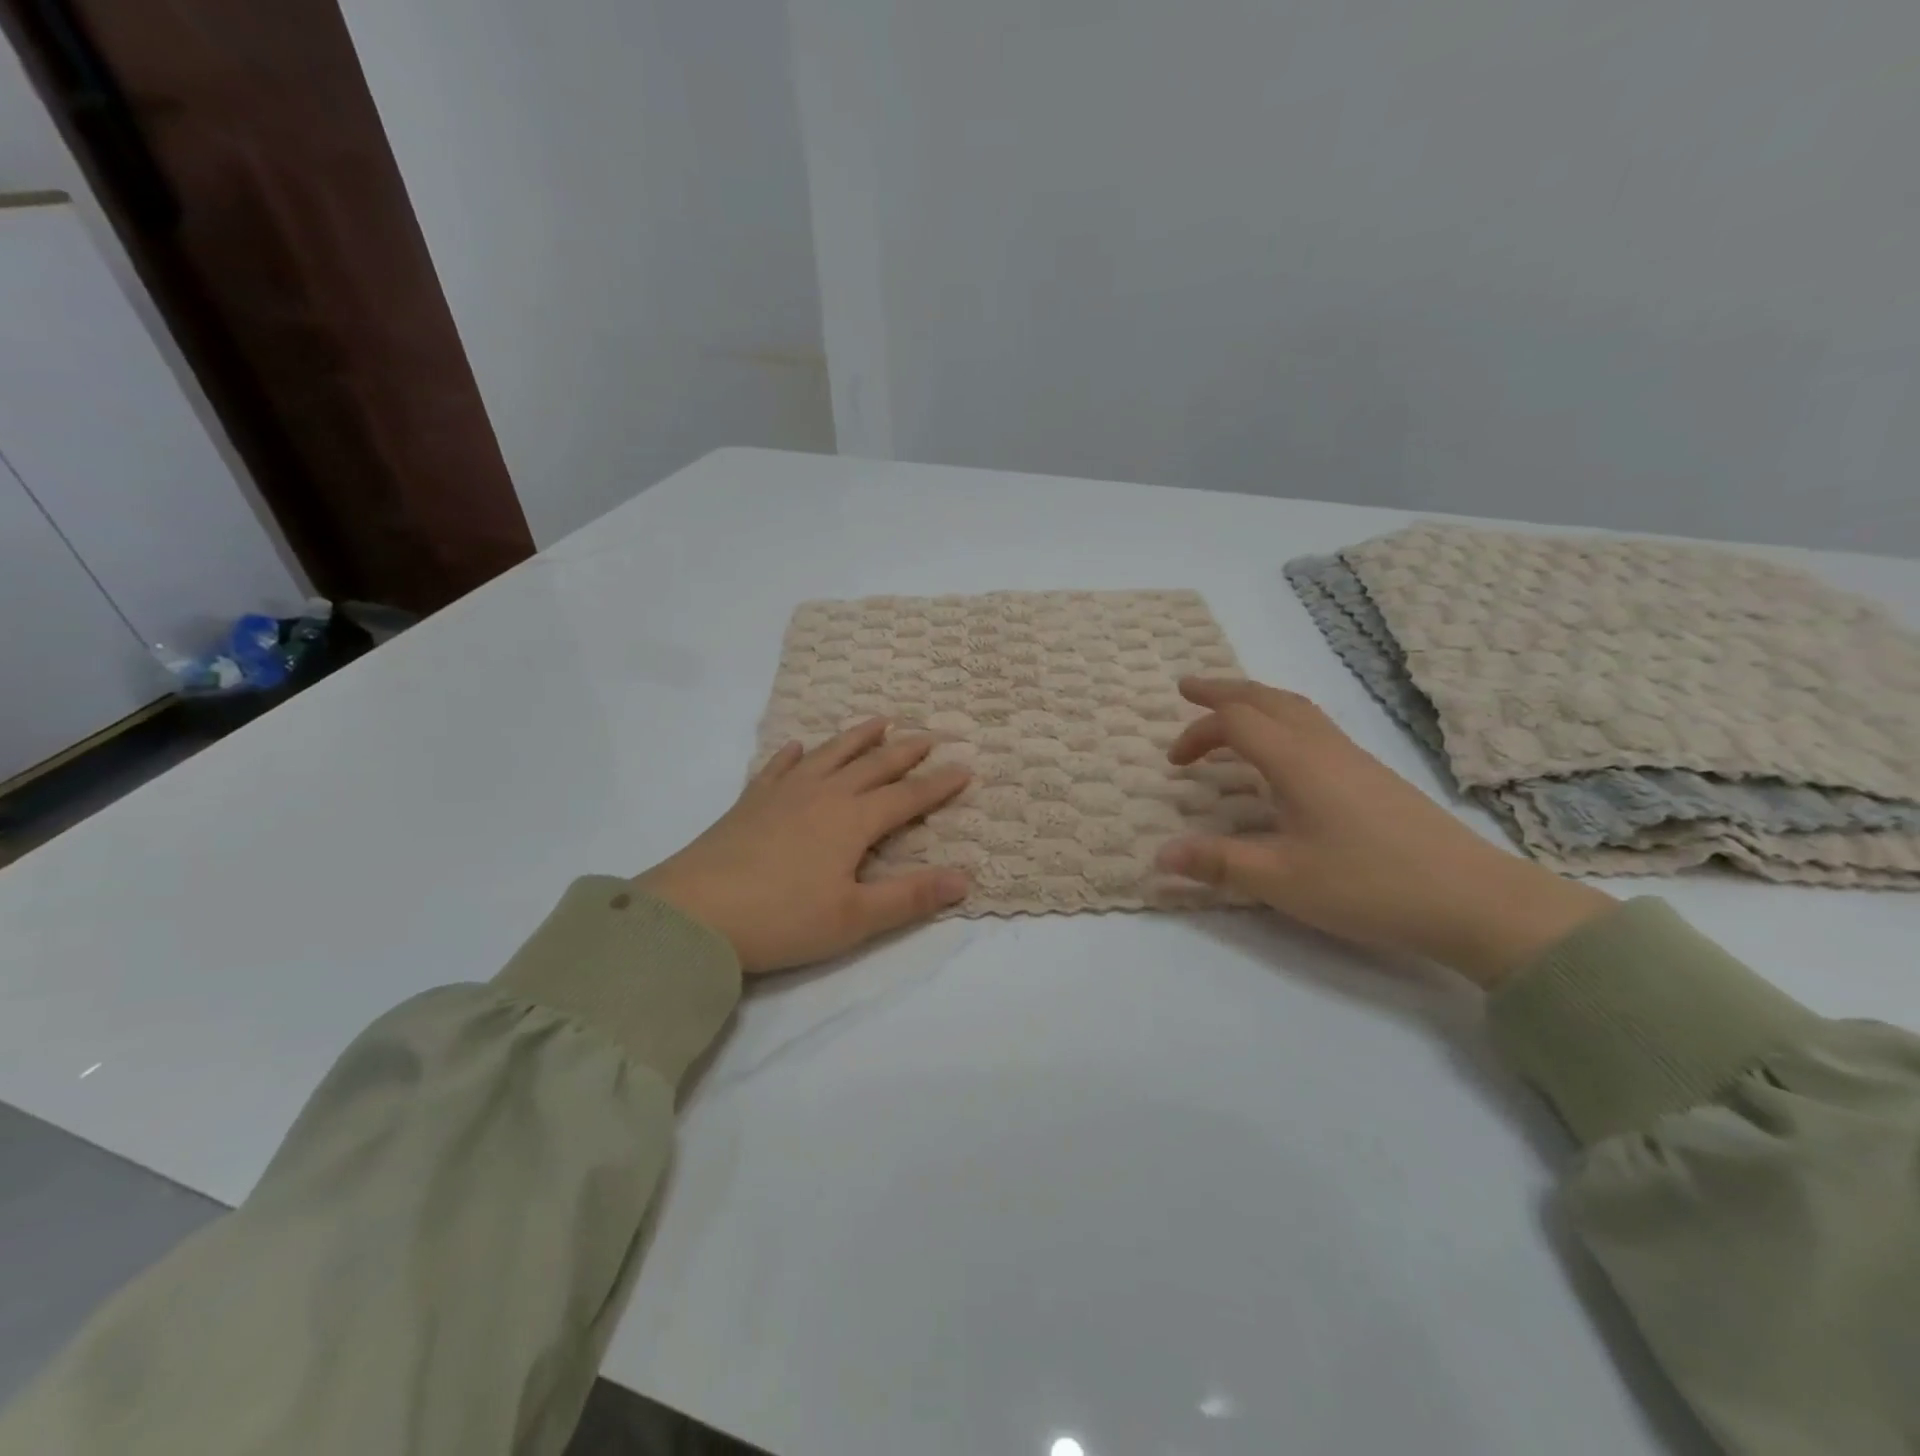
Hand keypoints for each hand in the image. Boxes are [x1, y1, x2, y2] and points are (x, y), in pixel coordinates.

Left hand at [636, 720, 971, 973]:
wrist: (696, 913)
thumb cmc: (783, 919)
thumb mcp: (854, 918)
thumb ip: (910, 898)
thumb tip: (964, 880)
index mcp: (852, 821)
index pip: (906, 796)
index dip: (938, 784)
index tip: (965, 768)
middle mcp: (823, 795)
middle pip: (872, 765)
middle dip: (904, 751)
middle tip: (928, 735)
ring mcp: (783, 793)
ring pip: (829, 755)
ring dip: (856, 737)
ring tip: (878, 721)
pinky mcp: (750, 802)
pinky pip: (778, 767)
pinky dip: (792, 754)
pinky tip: (796, 747)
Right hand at [1156, 679, 1613, 987]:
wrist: (1474, 901)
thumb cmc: (1369, 886)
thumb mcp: (1281, 880)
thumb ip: (1217, 863)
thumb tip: (1160, 856)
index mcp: (1297, 762)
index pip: (1236, 722)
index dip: (1198, 732)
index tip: (1173, 761)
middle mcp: (1324, 747)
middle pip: (1268, 699)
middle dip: (1223, 691)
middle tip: (1188, 690)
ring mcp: (1354, 759)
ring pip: (1296, 709)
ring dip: (1255, 703)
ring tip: (1228, 716)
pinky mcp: (1372, 776)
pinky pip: (1314, 728)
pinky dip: (1281, 723)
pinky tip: (1281, 756)